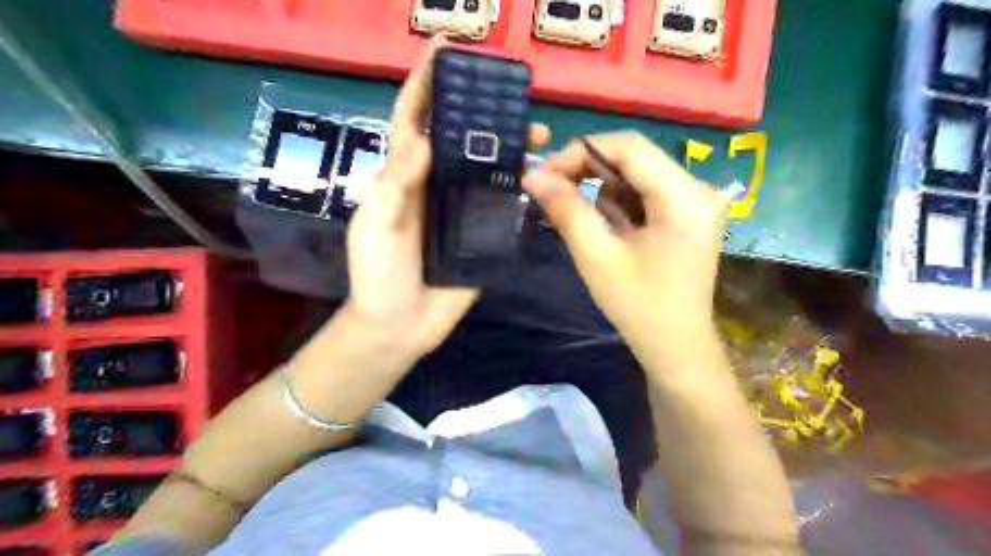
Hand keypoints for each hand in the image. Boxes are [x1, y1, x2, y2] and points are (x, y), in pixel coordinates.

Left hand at [346, 42, 553, 357]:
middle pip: (460, 138)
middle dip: (483, 112)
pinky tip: (541, 176)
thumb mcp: (376, 226)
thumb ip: (395, 184)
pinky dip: (520, 188)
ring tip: (538, 135)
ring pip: (487, 168)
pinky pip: (502, 205)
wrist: (400, 326)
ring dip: (510, 148)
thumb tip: (424, 137)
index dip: (425, 83)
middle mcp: (435, 186)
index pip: (414, 121)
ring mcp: (461, 210)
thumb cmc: (378, 274)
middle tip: (514, 97)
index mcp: (404, 177)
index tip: (445, 49)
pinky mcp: (482, 235)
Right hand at [526, 131, 724, 364]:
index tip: (543, 173)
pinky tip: (599, 225)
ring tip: (570, 212)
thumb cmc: (639, 307)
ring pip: (635, 175)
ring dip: (598, 187)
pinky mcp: (684, 217)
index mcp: (684, 196)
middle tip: (548, 188)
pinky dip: (614, 203)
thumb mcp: (597, 257)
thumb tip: (533, 176)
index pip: (629, 147)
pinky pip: (642, 194)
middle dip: (587, 169)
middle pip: (634, 157)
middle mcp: (696, 189)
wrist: (675, 349)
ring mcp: (692, 203)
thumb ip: (566, 210)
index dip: (581, 152)